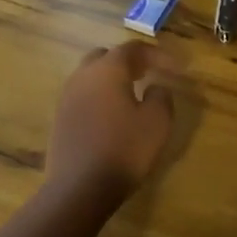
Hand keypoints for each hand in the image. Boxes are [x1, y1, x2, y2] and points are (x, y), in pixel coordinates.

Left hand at [46, 42, 177, 199]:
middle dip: (129, 62)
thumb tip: (156, 86)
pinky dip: (99, 97)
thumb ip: (161, 96)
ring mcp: (66, 98)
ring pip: (90, 77)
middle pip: (105, 57)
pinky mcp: (59, 120)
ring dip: (111, 80)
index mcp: (107, 70)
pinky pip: (82, 97)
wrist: (79, 188)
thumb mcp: (157, 122)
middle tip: (148, 73)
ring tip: (132, 95)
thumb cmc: (124, 150)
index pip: (133, 49)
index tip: (176, 67)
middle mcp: (82, 76)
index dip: (157, 54)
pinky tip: (112, 116)